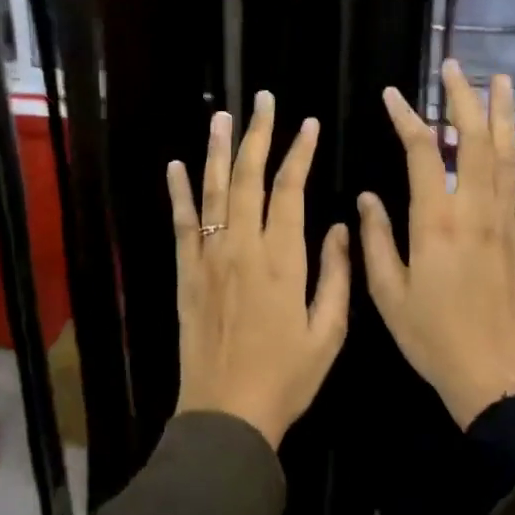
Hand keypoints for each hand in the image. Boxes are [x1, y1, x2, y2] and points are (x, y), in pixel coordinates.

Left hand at [168, 91, 351, 449]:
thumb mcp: (328, 333)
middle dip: (257, 135)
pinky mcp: (186, 274)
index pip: (289, 189)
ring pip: (213, 191)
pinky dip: (178, 192)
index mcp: (282, 259)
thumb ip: (336, 275)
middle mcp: (242, 248)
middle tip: (262, 100)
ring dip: (217, 150)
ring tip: (222, 116)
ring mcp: (209, 258)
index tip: (308, 125)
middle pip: (248, 178)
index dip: (299, 152)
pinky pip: (181, 224)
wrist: (226, 414)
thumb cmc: (286, 377)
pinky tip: (176, 165)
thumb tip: (338, 226)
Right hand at [359, 62, 514, 429]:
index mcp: (435, 221)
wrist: (496, 377)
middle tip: (452, 68)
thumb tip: (366, 198)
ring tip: (499, 80)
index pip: (420, 152)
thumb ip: (376, 240)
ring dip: (501, 115)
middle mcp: (475, 210)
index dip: (406, 117)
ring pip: (506, 155)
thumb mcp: (388, 293)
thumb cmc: (433, 337)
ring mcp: (508, 222)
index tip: (392, 95)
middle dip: (461, 99)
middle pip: (470, 140)